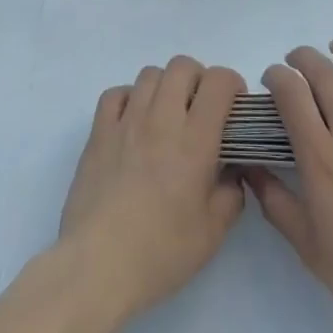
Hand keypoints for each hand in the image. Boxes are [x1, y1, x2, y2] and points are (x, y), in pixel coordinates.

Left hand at [57, 55, 246, 324]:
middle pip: (182, 66)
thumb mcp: (213, 233)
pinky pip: (116, 93)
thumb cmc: (161, 252)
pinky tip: (134, 123)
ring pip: (150, 74)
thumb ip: (231, 193)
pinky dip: (130, 98)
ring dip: (165, 87)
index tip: (234, 107)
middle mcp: (161, 118)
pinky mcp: (98, 132)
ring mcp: (126, 121)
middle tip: (202, 110)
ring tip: (168, 116)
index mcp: (195, 140)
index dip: (232, 84)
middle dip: (199, 79)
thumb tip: (232, 171)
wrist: (98, 266)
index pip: (218, 81)